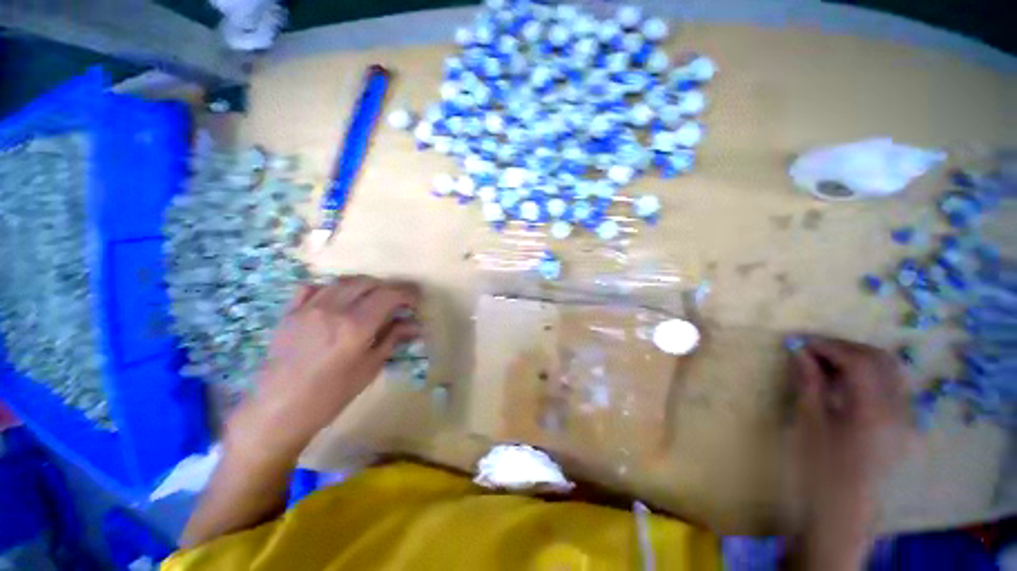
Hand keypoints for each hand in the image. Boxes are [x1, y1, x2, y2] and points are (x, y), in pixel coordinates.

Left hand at [229, 276, 420, 457]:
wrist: (279, 410)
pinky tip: (337, 300)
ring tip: (371, 299)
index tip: (414, 301)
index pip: (389, 295)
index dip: (407, 294)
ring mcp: (309, 308)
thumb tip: (416, 325)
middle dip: (388, 289)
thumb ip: (393, 339)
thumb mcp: (370, 368)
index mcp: (356, 325)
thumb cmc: (331, 394)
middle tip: (396, 302)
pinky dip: (331, 288)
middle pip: (368, 283)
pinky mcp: (290, 312)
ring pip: (343, 281)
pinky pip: (313, 287)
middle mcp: (334, 309)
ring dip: (364, 286)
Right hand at [787, 335, 911, 569]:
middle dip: (843, 347)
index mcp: (874, 412)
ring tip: (825, 361)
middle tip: (811, 348)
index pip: (858, 360)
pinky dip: (867, 373)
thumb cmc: (820, 469)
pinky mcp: (902, 424)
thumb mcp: (809, 424)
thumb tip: (799, 351)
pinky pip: (890, 386)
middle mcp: (898, 409)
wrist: (844, 510)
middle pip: (879, 359)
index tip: (798, 341)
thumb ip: (809, 383)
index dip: (827, 345)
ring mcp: (905, 417)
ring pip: (889, 370)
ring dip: (856, 357)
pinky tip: (844, 382)